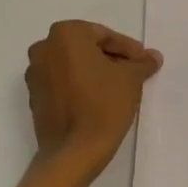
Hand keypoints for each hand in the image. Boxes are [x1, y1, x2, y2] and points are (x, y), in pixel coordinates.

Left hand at [25, 20, 162, 175]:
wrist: (73, 152)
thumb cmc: (103, 105)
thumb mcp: (131, 79)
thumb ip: (142, 63)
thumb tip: (153, 56)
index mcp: (66, 34)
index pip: (104, 35)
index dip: (128, 49)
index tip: (144, 62)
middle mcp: (44, 48)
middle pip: (86, 48)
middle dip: (110, 59)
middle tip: (133, 73)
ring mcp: (35, 74)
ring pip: (73, 65)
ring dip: (95, 72)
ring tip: (118, 88)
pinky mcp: (34, 97)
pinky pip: (62, 83)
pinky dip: (79, 86)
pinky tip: (98, 100)